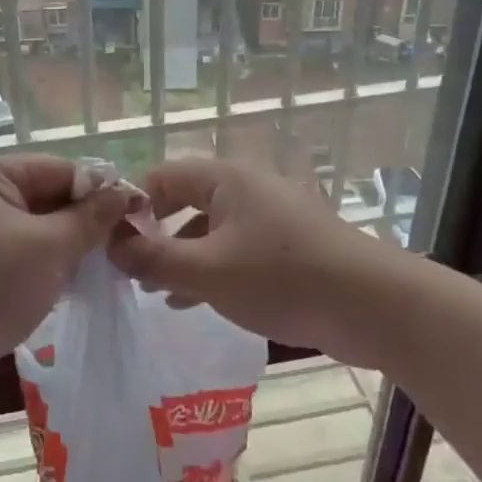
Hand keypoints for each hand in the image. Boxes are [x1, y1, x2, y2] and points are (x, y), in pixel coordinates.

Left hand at [0, 155, 133, 402]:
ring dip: (73, 246)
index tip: (139, 214)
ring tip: (112, 265)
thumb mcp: (47, 248)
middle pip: (51, 197)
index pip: (60, 169)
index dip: (101, 189)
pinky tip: (81, 283)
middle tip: (129, 245)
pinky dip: (53, 266)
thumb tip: (126, 193)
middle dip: (88, 221)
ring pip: (42, 229)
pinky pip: (27, 255)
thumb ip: (90, 218)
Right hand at [108, 158, 387, 365]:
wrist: (372, 305)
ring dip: (179, 254)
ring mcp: (269, 215)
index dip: (132, 206)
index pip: (161, 176)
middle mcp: (245, 187)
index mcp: (225, 178)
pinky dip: (209, 267)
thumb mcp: (207, 271)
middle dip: (153, 232)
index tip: (110, 244)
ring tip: (152, 290)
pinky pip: (234, 247)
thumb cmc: (282, 278)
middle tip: (127, 268)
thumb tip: (111, 247)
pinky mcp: (286, 245)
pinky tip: (192, 301)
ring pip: (208, 227)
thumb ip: (154, 259)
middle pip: (184, 199)